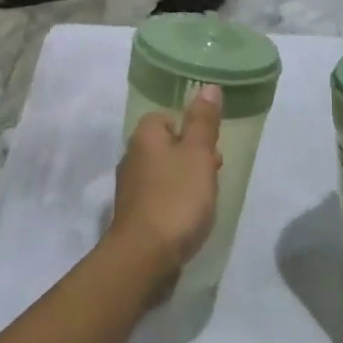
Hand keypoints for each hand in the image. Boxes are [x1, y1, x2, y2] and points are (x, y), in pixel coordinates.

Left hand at [108, 85, 223, 286]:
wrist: (144, 256)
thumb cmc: (176, 197)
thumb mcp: (198, 154)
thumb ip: (204, 121)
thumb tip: (207, 87)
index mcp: (144, 136)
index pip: (167, 117)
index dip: (191, 129)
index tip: (210, 147)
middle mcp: (131, 156)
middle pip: (166, 145)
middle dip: (191, 156)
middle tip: (213, 173)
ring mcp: (130, 188)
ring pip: (164, 172)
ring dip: (185, 180)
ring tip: (206, 198)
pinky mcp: (134, 215)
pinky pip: (159, 197)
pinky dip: (175, 202)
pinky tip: (189, 218)